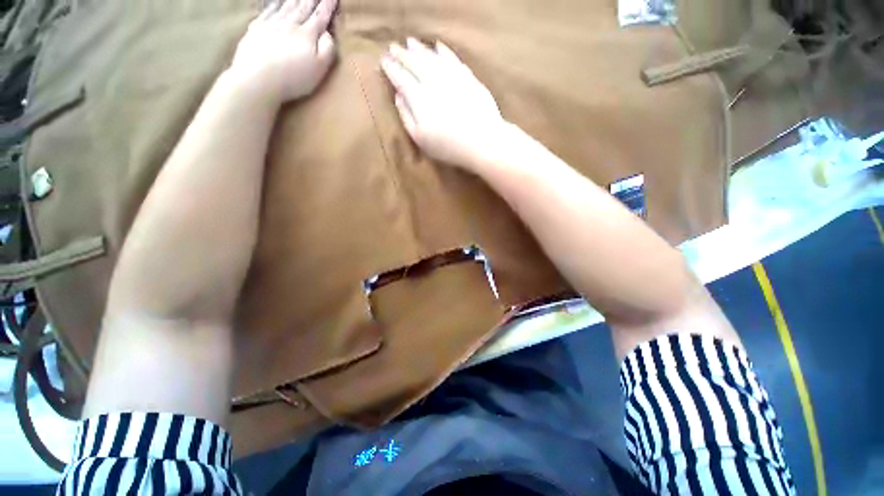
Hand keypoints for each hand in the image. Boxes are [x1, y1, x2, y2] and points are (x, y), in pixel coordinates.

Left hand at [230, 0, 337, 103]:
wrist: (258, 77)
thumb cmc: (294, 77)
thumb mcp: (320, 68)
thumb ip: (327, 49)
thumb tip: (328, 32)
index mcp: (308, 34)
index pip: (320, 16)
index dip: (328, 5)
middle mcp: (290, 23)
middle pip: (303, 7)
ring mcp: (271, 23)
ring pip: (287, 5)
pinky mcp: (256, 28)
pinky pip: (268, 10)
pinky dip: (275, 3)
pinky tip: (277, 2)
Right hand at [381, 39, 509, 169]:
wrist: (482, 142)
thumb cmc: (448, 146)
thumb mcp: (421, 138)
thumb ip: (406, 116)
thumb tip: (398, 95)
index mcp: (419, 98)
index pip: (401, 79)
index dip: (391, 69)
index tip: (383, 60)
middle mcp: (434, 83)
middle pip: (415, 64)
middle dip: (402, 54)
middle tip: (393, 46)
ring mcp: (452, 78)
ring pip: (432, 58)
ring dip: (420, 49)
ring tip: (411, 42)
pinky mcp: (468, 78)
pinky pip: (453, 60)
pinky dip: (444, 52)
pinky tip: (438, 46)